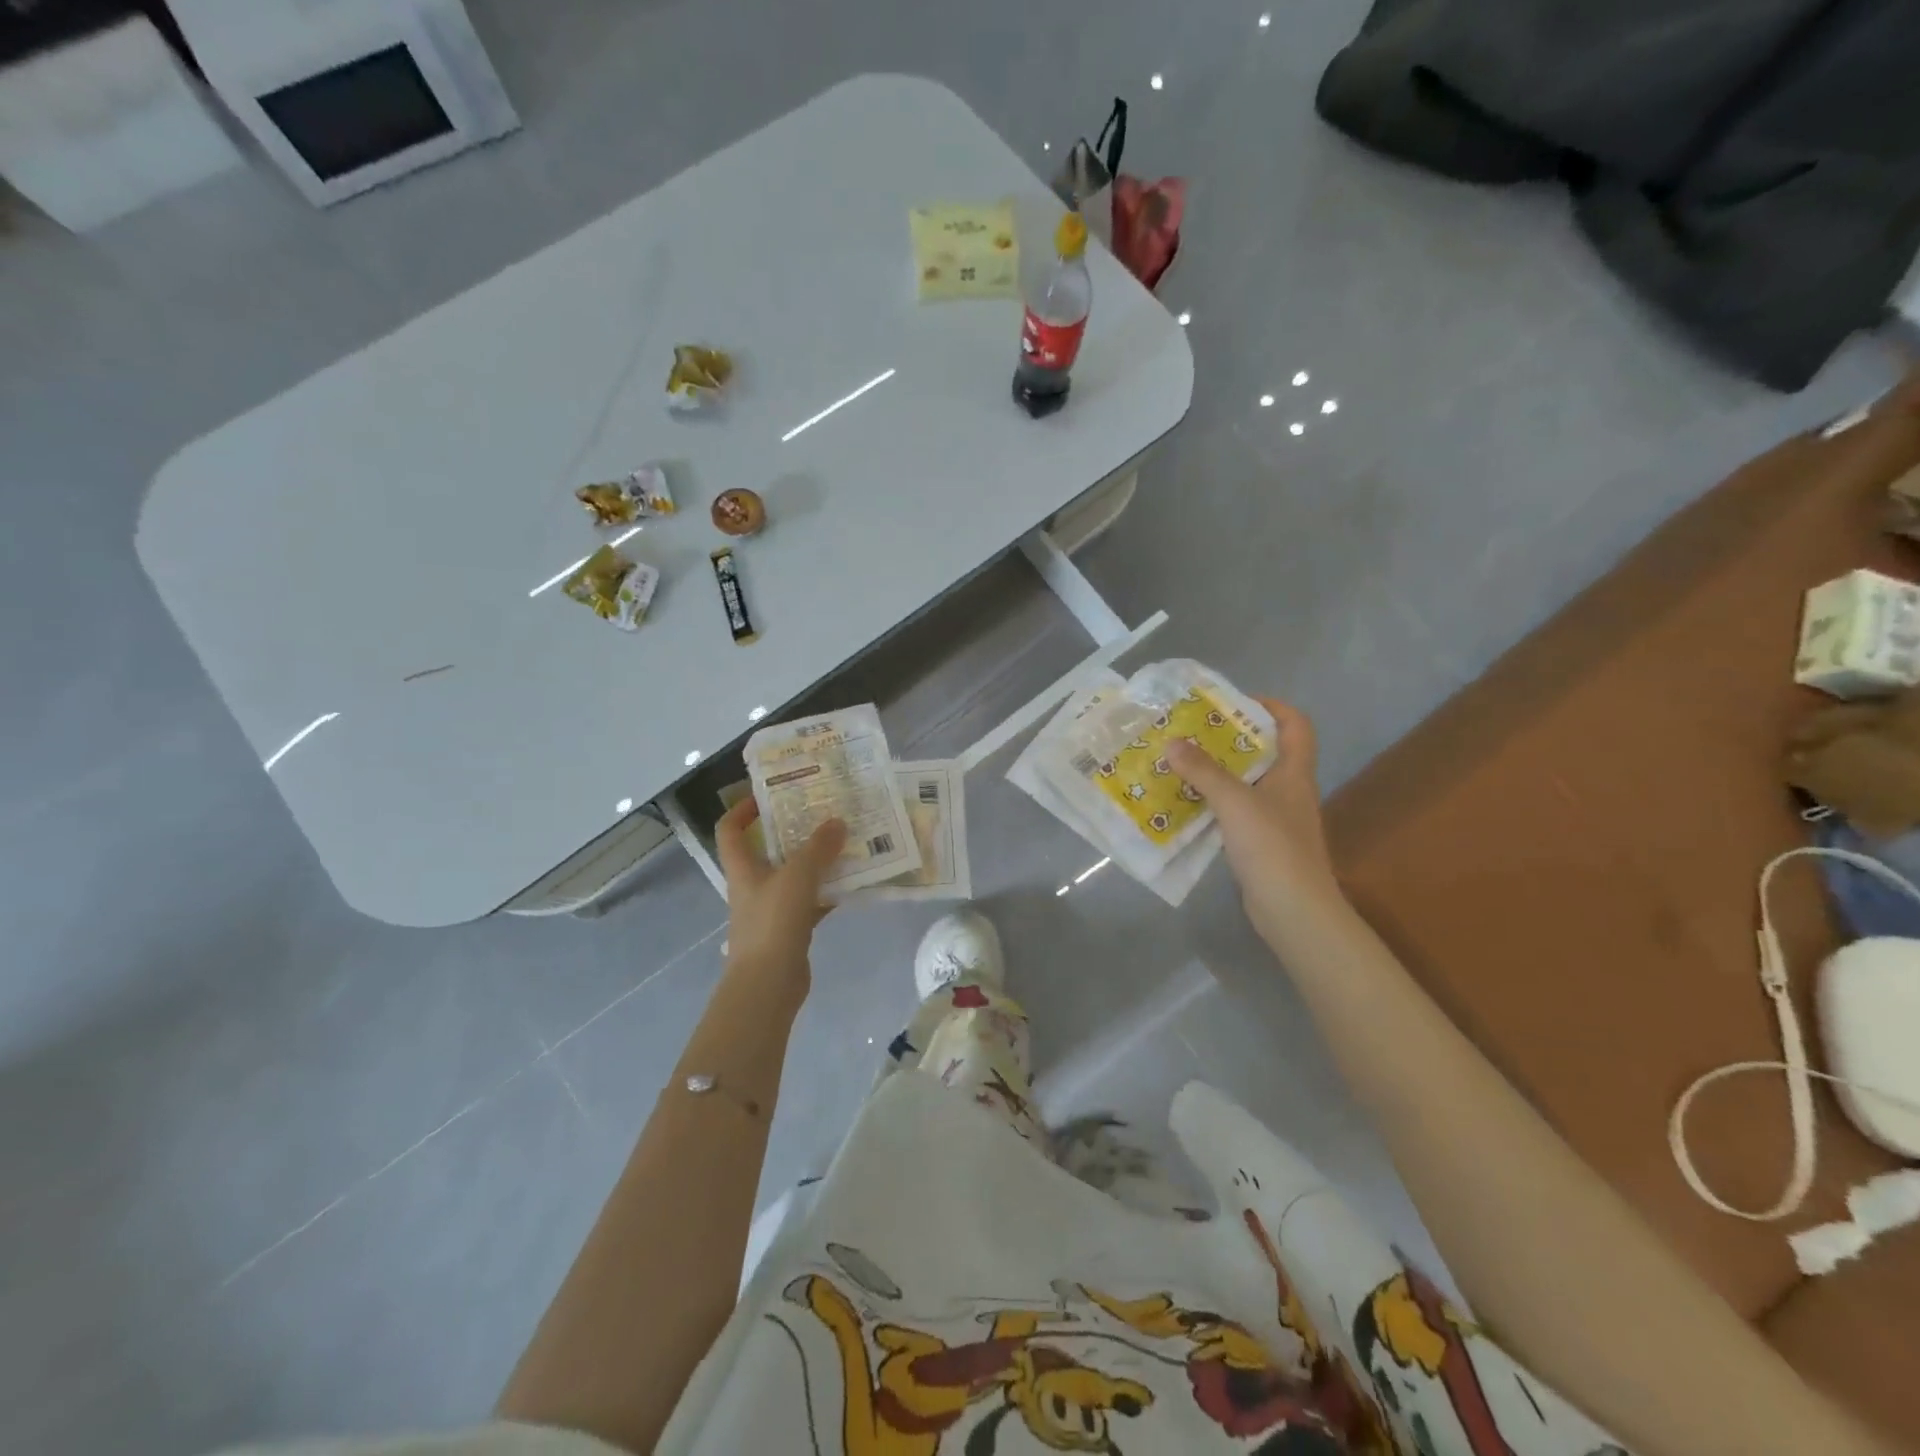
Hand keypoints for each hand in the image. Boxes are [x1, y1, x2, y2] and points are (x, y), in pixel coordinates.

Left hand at [715, 798, 846, 989]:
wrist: (768, 985)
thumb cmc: (773, 924)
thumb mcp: (797, 877)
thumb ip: (818, 848)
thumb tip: (837, 822)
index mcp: (743, 869)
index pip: (730, 830)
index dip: (742, 809)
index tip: (769, 796)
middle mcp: (754, 885)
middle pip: (768, 850)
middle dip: (793, 831)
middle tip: (822, 814)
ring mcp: (772, 909)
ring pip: (794, 875)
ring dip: (816, 860)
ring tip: (845, 843)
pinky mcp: (790, 929)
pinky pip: (811, 901)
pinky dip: (828, 891)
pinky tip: (852, 883)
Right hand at [1166, 698, 1342, 940]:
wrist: (1294, 910)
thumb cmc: (1272, 847)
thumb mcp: (1235, 802)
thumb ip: (1203, 771)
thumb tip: (1172, 742)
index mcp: (1294, 772)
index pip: (1295, 725)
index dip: (1271, 706)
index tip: (1233, 702)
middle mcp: (1288, 790)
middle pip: (1265, 751)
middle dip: (1231, 737)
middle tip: (1193, 730)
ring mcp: (1276, 818)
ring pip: (1247, 781)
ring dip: (1218, 770)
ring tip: (1182, 761)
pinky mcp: (1261, 842)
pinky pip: (1235, 810)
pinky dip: (1214, 801)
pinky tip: (1187, 802)